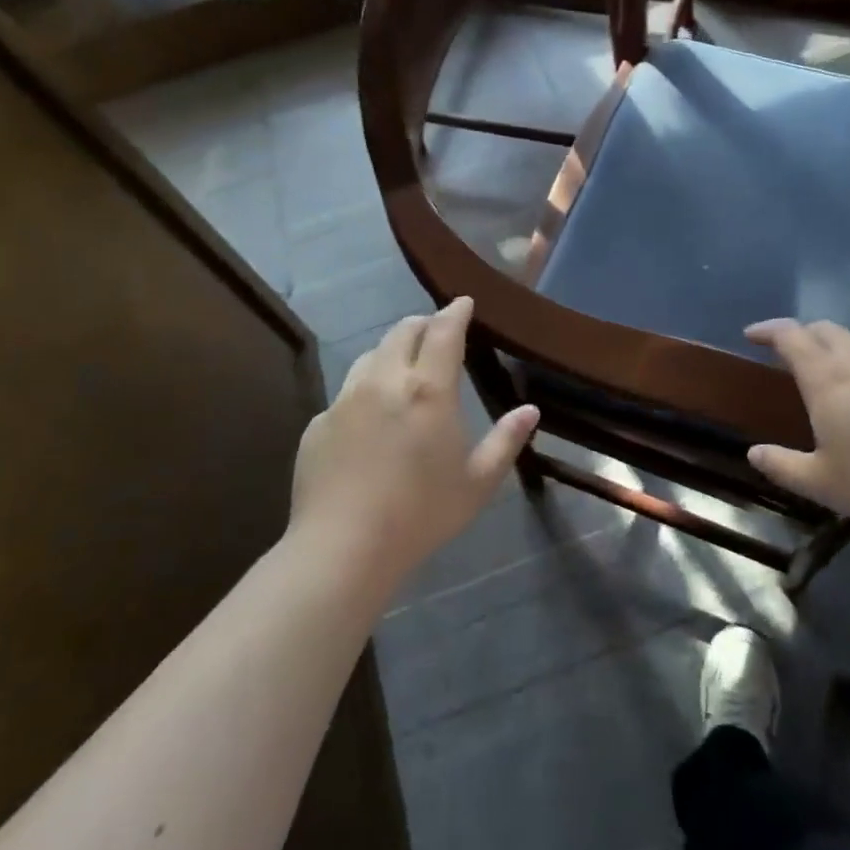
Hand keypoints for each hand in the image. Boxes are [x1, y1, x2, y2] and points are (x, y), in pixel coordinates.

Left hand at [289, 297, 538, 592]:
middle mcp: (385, 381)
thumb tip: (531, 410)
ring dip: (392, 350)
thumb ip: (506, 440)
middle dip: (423, 323)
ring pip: (371, 355)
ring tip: (403, 364)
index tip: (463, 301)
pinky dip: (365, 388)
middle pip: (403, 331)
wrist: (343, 548)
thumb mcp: (478, 483)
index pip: (444, 331)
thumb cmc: (421, 515)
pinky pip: (346, 392)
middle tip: (436, 330)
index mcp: (429, 390)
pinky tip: (369, 415)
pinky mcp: (319, 422)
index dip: (455, 311)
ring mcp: (346, 400)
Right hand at [744, 319, 849, 530]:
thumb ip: (782, 466)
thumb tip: (754, 453)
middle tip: (791, 354)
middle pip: (824, 329)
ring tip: (837, 386)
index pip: (789, 336)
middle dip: (803, 334)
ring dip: (839, 355)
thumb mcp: (822, 483)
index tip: (752, 335)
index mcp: (826, 378)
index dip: (767, 329)